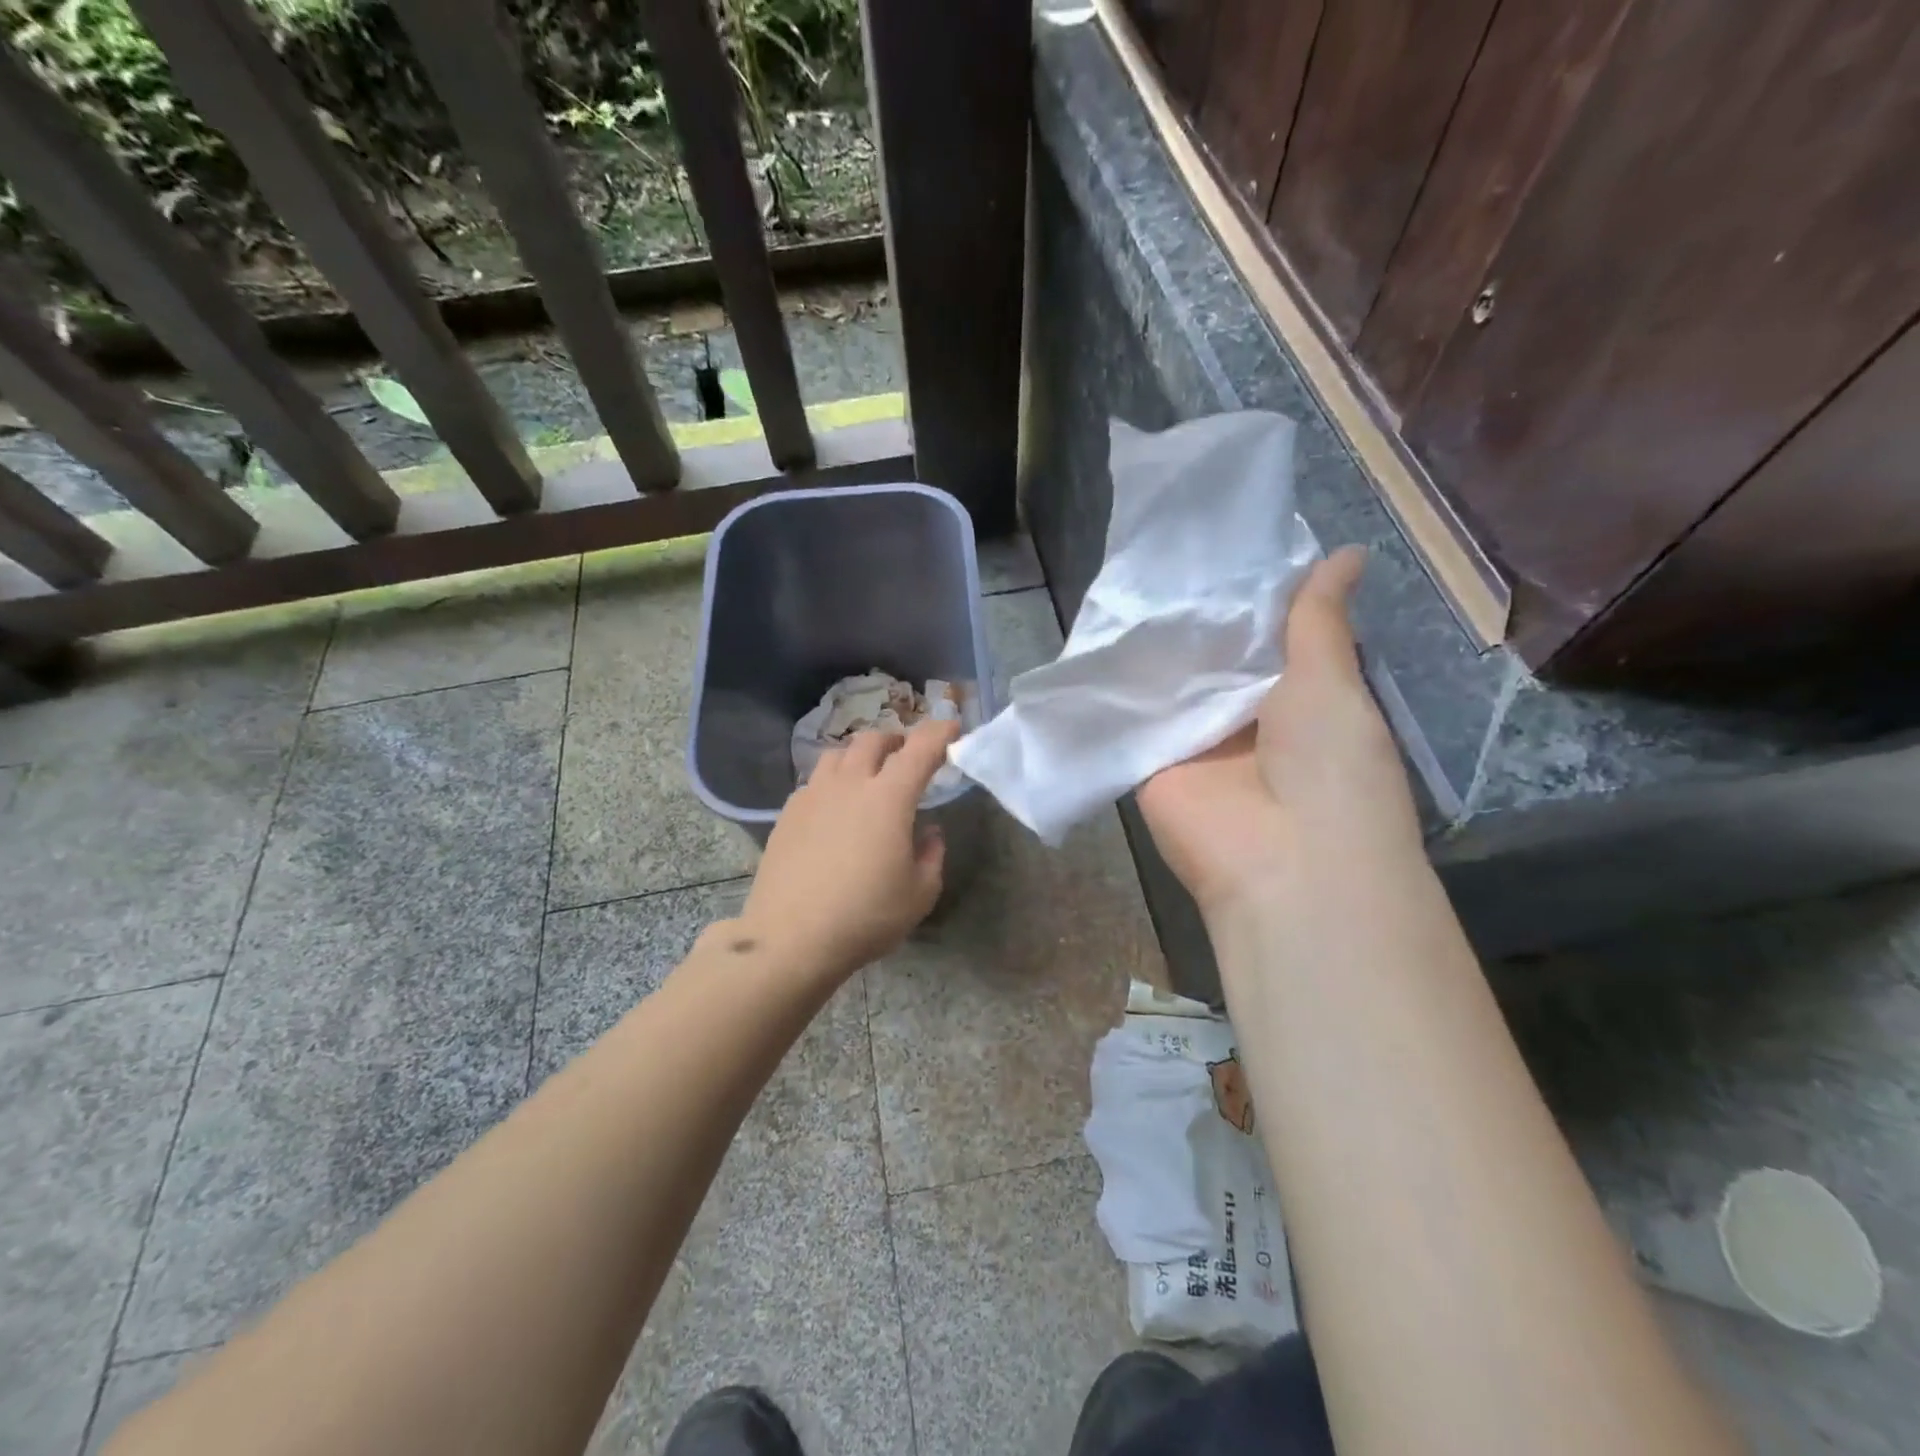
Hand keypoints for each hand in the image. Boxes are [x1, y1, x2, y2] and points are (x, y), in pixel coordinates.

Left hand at [738, 716, 961, 982]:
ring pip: (838, 754)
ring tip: (868, 776)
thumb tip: (929, 832)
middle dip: (896, 739)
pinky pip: (815, 781)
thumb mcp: (919, 893)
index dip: (940, 732)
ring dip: (860, 756)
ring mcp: (813, 795)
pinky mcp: (787, 813)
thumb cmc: (866, 917)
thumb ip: (931, 855)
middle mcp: (850, 784)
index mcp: (889, 797)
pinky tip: (835, 809)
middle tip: (907, 756)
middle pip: (873, 740)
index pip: (920, 748)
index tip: (952, 727)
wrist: (791, 939)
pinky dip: (833, 782)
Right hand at [1136, 547, 1420, 919]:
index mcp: (1297, 697)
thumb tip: (1348, 552)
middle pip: (1211, 657)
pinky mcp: (1148, 761)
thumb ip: (1318, 621)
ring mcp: (1193, 741)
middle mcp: (1243, 717)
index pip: (1264, 636)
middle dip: (1191, 616)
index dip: (1244, 594)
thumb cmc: (1330, 764)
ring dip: (1152, 645)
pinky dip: (1116, 684)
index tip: (1215, 545)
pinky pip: (1131, 715)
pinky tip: (1093, 633)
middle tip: (1158, 551)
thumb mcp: (1333, 681)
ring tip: (1123, 578)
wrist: (1282, 859)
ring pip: (1169, 683)